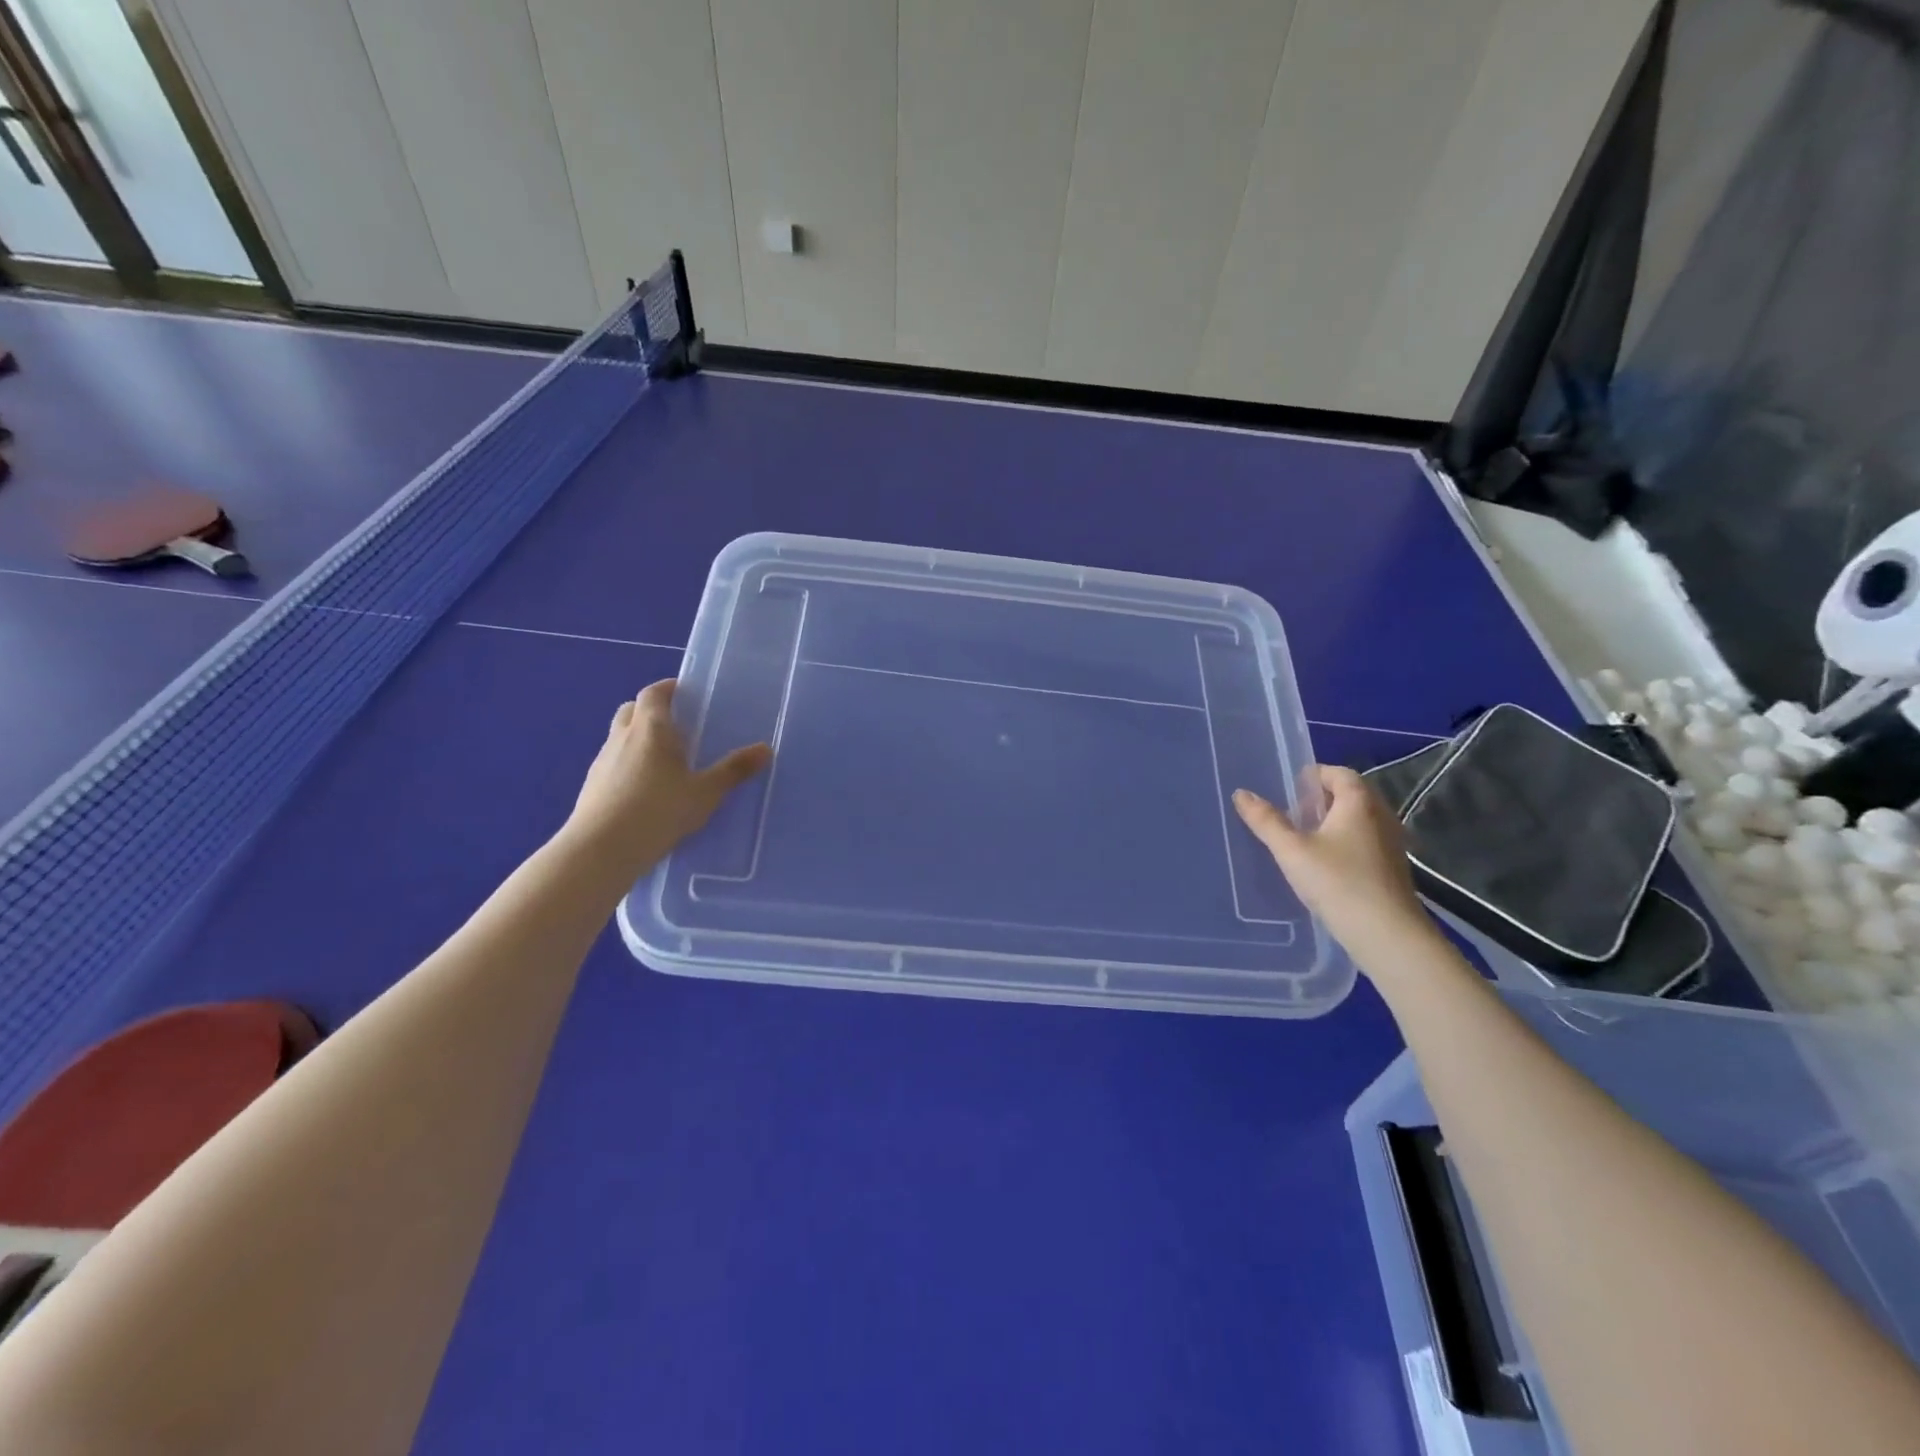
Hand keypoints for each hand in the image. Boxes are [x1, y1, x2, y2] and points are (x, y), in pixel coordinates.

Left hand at [565, 679, 771, 877]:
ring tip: (663, 759)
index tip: (683, 692)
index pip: (653, 693)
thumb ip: (733, 770)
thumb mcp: (705, 792)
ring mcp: (602, 762)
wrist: (601, 849)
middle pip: (630, 710)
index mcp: (650, 729)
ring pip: (619, 737)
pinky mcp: (591, 786)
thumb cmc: (658, 811)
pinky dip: (627, 764)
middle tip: (675, 723)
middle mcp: (622, 737)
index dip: (667, 688)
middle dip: (650, 710)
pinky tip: (643, 789)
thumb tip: (765, 749)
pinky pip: (612, 763)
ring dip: (637, 738)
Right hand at [1233, 767, 1435, 965]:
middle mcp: (1381, 817)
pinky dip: (1346, 842)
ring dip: (1334, 822)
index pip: (1339, 773)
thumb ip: (1266, 821)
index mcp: (1359, 804)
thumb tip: (1241, 793)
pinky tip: (1326, 865)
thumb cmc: (1337, 882)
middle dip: (1322, 799)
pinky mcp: (1393, 869)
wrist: (1386, 934)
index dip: (1314, 775)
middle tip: (1293, 814)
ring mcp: (1392, 844)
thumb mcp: (1291, 850)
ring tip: (1305, 840)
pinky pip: (1367, 841)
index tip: (1290, 789)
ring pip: (1360, 820)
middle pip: (1352, 794)